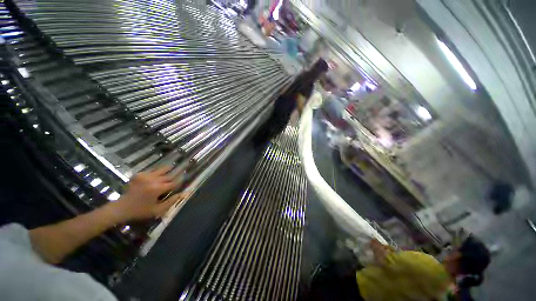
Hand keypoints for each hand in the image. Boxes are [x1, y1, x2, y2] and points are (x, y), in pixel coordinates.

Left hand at [108, 166, 189, 221]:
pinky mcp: (138, 175)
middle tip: (182, 171)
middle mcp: (153, 180)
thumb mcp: (157, 210)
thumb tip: (182, 194)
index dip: (180, 181)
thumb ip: (171, 202)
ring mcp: (145, 176)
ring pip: (160, 169)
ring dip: (167, 169)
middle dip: (175, 175)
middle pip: (168, 176)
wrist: (121, 208)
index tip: (185, 179)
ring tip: (172, 167)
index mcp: (158, 189)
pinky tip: (159, 171)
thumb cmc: (140, 211)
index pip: (174, 183)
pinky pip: (151, 170)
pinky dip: (156, 170)